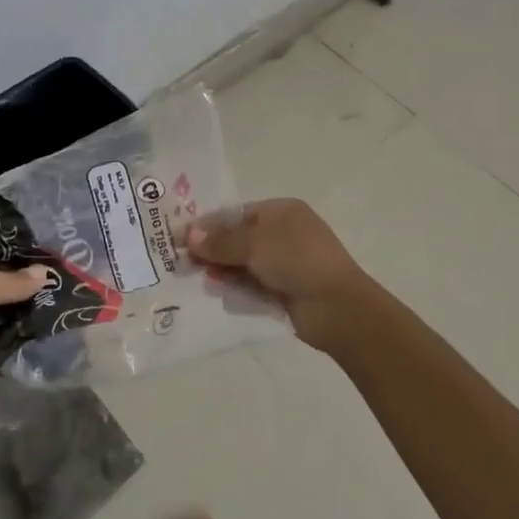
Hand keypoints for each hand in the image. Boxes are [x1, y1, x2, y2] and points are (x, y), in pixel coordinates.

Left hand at [0, 250, 49, 417]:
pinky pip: (0, 338)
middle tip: (54, 281)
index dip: (8, 255)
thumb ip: (15, 279)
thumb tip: (46, 272)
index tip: (40, 258)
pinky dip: (17, 336)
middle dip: (20, 285)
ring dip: (21, 311)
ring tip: (57, 302)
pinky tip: (44, 328)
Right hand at [187, 199, 369, 354]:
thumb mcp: (254, 244)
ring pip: (243, 264)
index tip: (182, 238)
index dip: (210, 225)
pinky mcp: (284, 290)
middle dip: (213, 251)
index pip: (237, 213)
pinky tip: (218, 294)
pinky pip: (252, 286)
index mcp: (282, 211)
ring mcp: (285, 264)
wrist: (336, 307)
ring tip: (201, 281)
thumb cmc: (296, 261)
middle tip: (185, 263)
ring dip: (222, 271)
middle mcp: (283, 234)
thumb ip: (220, 241)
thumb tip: (189, 235)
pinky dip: (236, 288)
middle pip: (238, 239)